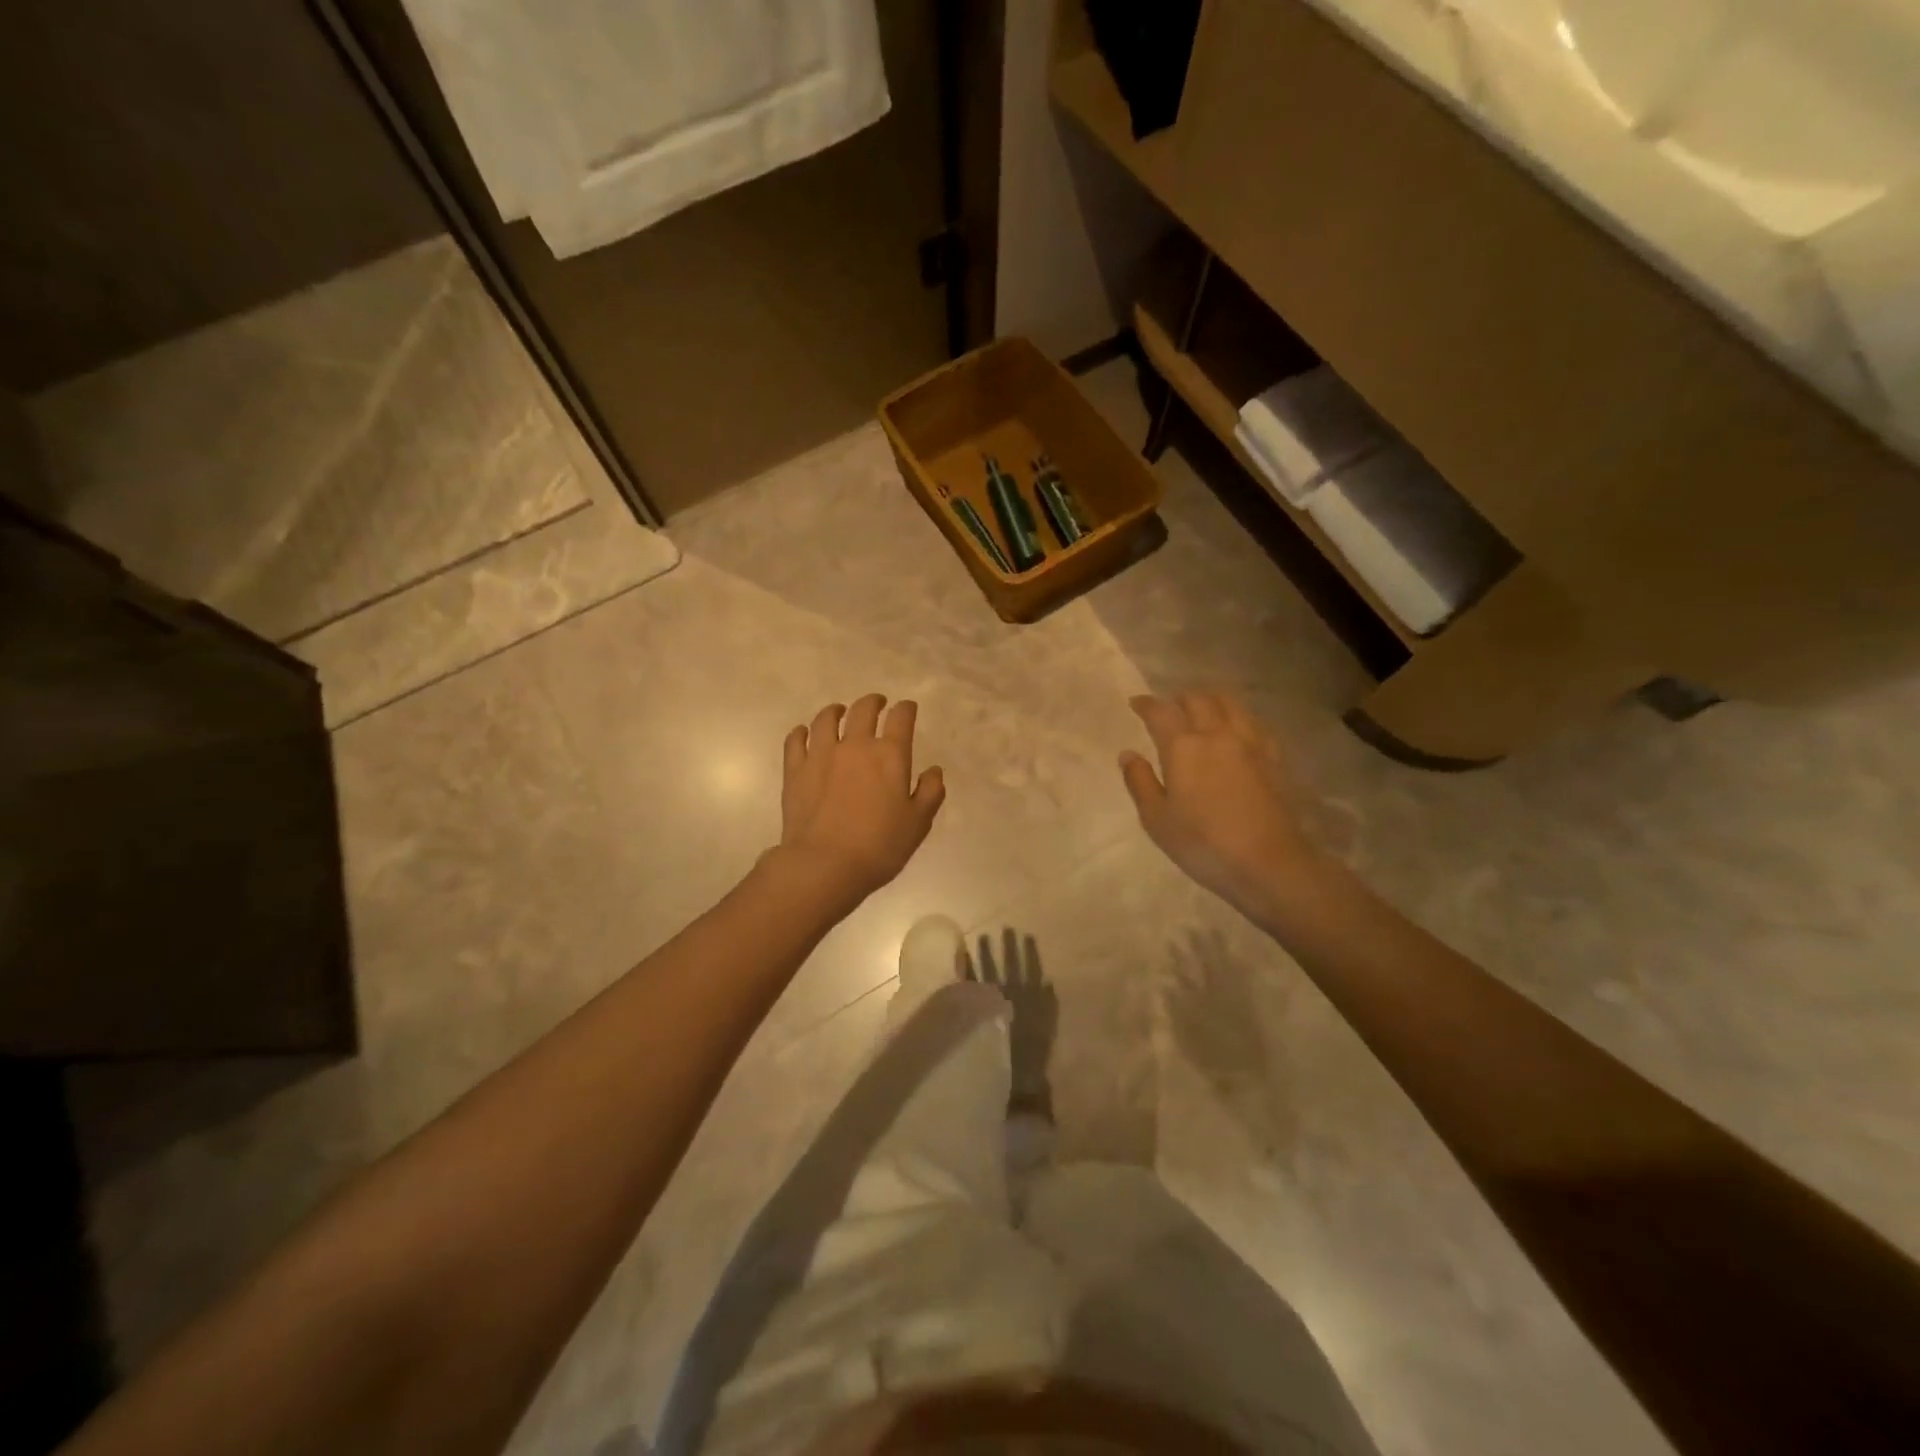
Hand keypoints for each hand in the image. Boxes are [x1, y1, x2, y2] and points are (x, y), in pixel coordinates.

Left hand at [778, 694, 944, 903]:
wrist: (825, 864)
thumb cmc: (879, 846)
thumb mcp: (918, 823)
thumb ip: (930, 792)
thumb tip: (934, 770)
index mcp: (889, 755)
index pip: (901, 718)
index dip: (906, 709)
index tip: (907, 709)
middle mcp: (855, 745)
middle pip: (863, 709)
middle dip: (874, 702)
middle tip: (877, 704)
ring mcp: (821, 754)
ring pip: (826, 719)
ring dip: (836, 711)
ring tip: (840, 712)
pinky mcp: (795, 770)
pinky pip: (796, 740)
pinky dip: (802, 732)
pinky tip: (805, 733)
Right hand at [1119, 692, 1323, 912]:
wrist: (1269, 863)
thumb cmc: (1204, 844)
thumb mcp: (1157, 820)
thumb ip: (1140, 782)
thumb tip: (1128, 754)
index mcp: (1184, 747)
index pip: (1161, 712)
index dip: (1146, 704)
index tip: (1136, 703)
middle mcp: (1217, 734)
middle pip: (1198, 699)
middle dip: (1179, 698)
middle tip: (1169, 707)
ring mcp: (1251, 743)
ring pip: (1230, 704)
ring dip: (1211, 699)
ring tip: (1203, 709)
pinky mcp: (1274, 757)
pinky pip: (1254, 722)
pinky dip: (1238, 717)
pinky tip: (1237, 729)